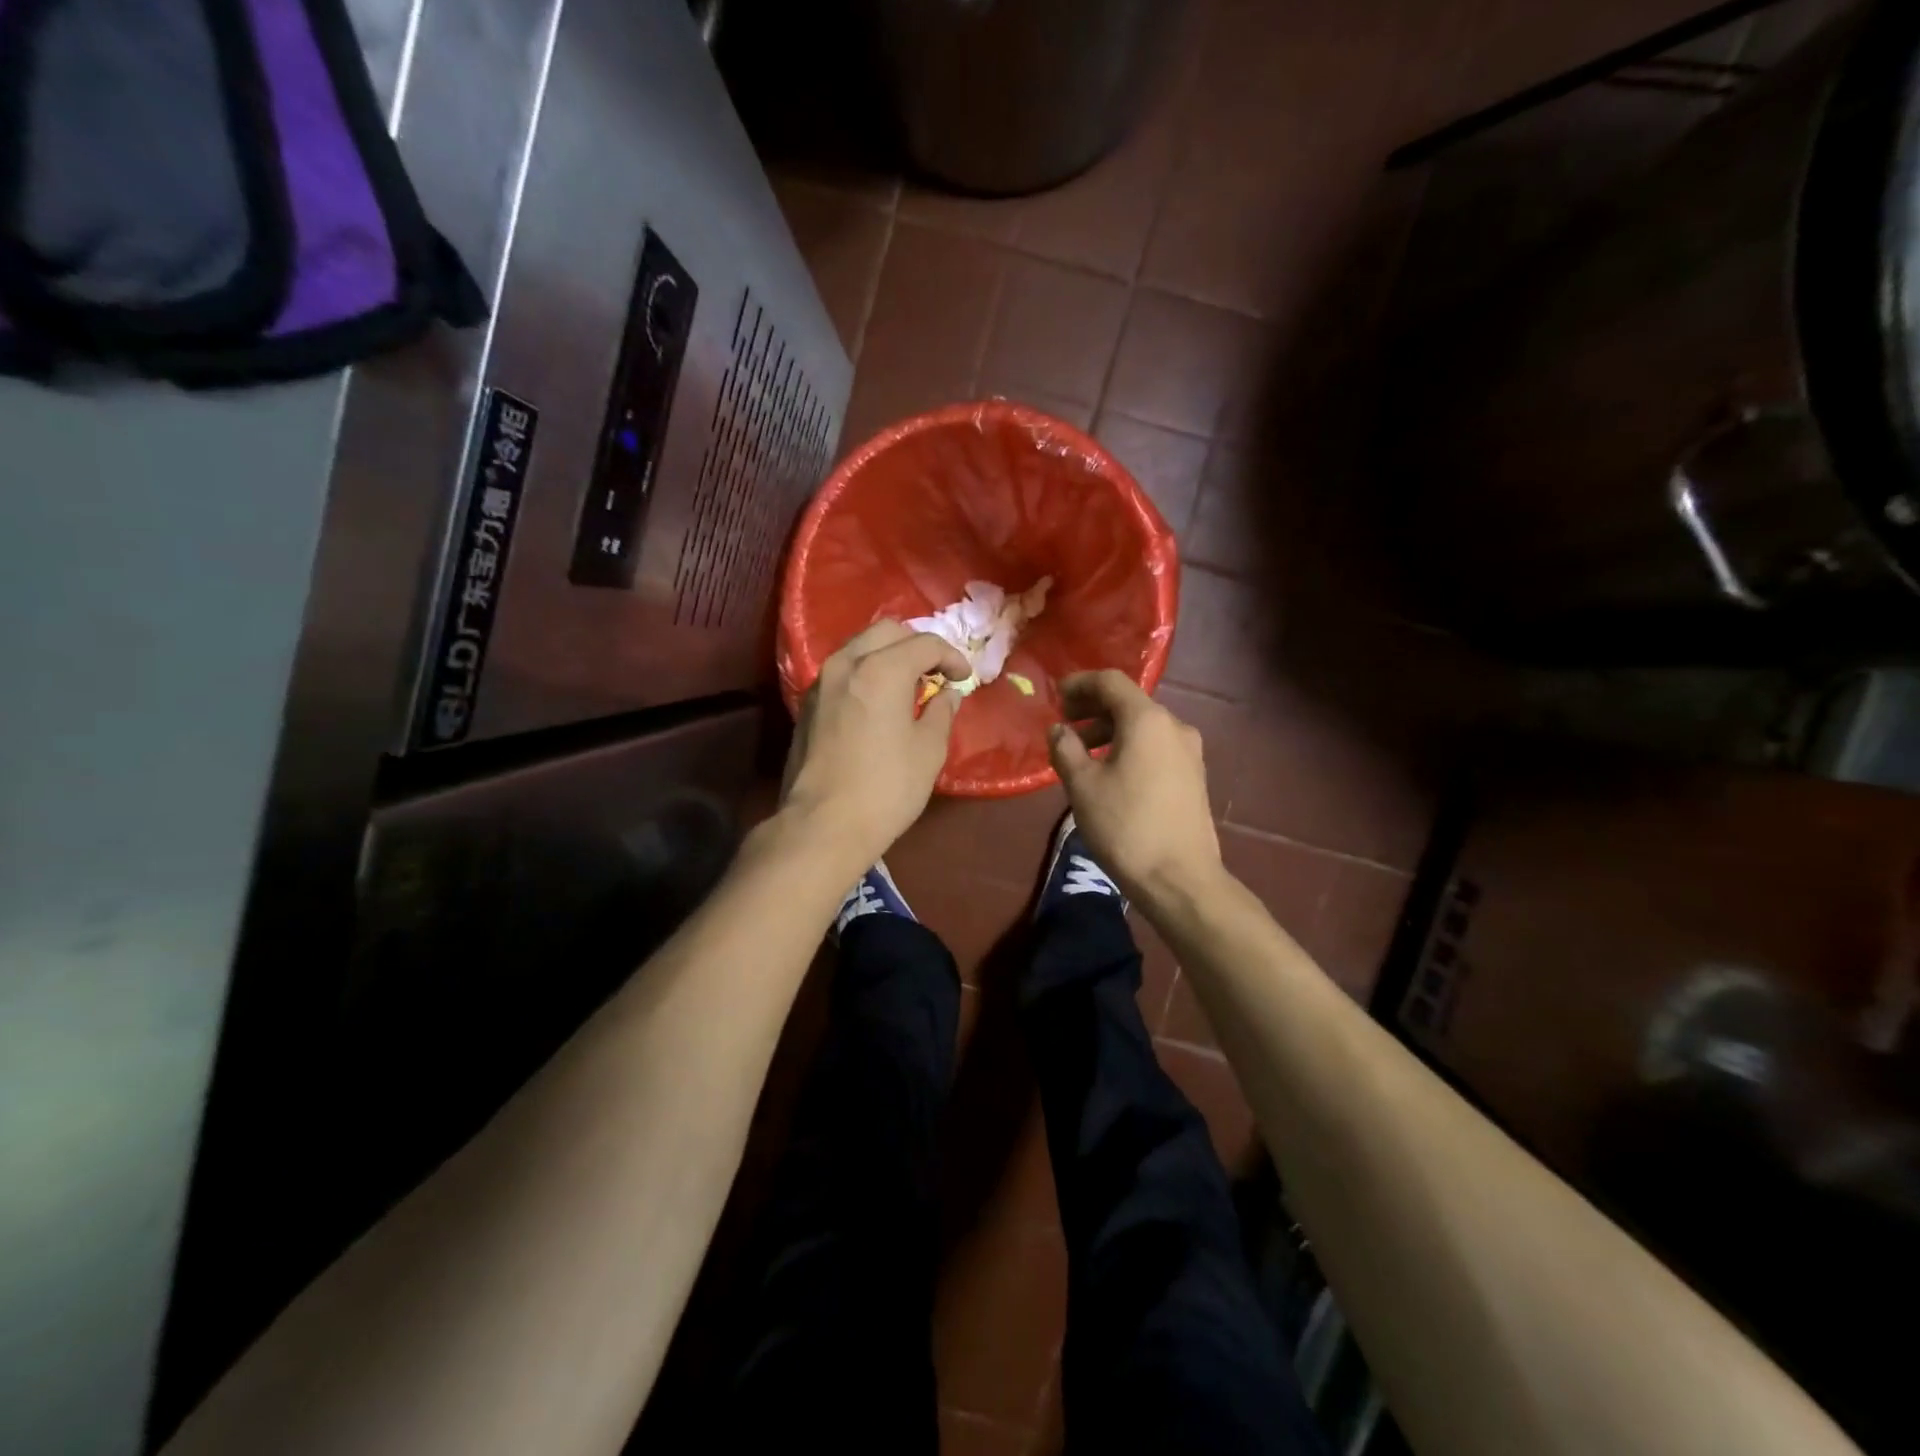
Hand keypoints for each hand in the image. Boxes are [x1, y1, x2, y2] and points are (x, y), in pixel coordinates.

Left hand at [782, 620, 970, 870]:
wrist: (823, 825)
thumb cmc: (886, 788)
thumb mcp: (929, 750)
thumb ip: (940, 712)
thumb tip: (945, 694)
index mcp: (882, 669)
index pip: (925, 644)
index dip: (951, 657)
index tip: (964, 678)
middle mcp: (846, 663)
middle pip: (887, 632)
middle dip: (916, 646)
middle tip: (935, 674)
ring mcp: (821, 682)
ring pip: (859, 648)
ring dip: (888, 656)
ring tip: (908, 686)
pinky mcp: (807, 705)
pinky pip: (843, 672)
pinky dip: (866, 673)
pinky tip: (878, 702)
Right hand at [1049, 670, 1222, 904]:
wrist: (1180, 878)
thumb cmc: (1125, 826)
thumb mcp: (1082, 786)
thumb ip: (1065, 748)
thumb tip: (1059, 729)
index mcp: (1147, 720)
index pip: (1111, 681)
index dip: (1080, 683)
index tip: (1055, 697)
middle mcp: (1174, 726)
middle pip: (1129, 702)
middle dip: (1093, 709)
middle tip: (1065, 726)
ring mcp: (1190, 752)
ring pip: (1144, 726)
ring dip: (1110, 731)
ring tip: (1082, 754)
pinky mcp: (1194, 776)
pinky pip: (1156, 747)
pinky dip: (1130, 747)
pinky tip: (1111, 773)